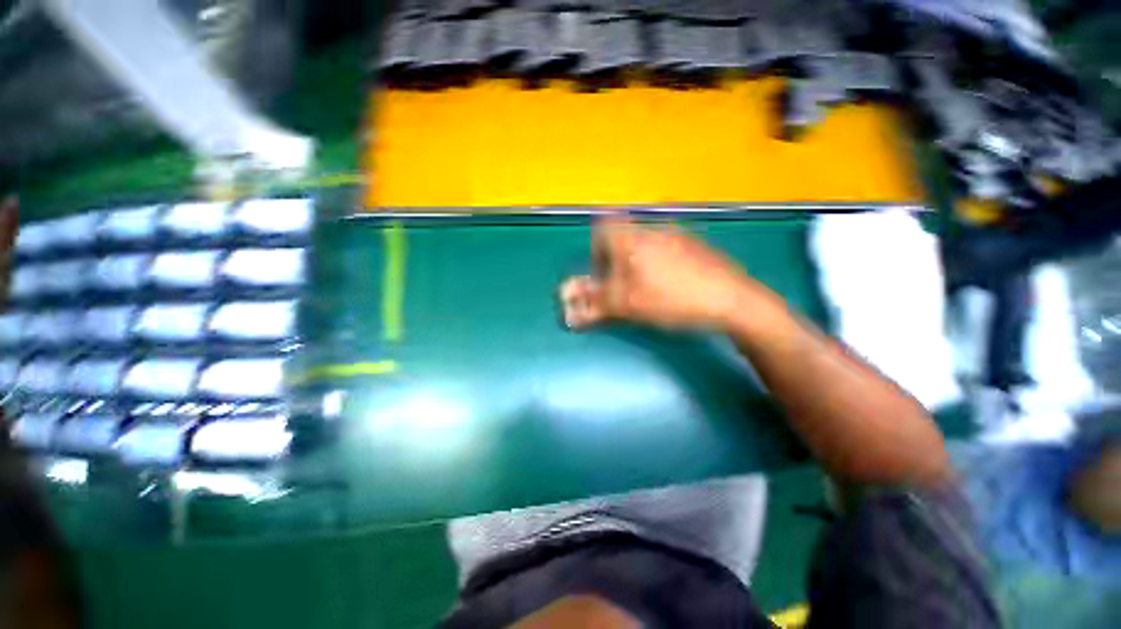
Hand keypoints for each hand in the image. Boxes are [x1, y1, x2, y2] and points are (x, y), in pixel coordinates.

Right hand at [560, 215, 763, 330]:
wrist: (732, 300)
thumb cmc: (672, 300)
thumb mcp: (627, 306)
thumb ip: (593, 306)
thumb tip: (566, 314)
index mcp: (632, 239)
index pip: (602, 225)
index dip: (596, 248)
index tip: (604, 272)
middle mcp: (653, 228)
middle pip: (622, 235)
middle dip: (616, 260)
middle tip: (625, 286)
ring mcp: (678, 234)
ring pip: (644, 242)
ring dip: (638, 262)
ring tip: (650, 288)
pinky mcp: (696, 243)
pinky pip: (666, 246)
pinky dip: (659, 262)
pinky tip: (673, 284)